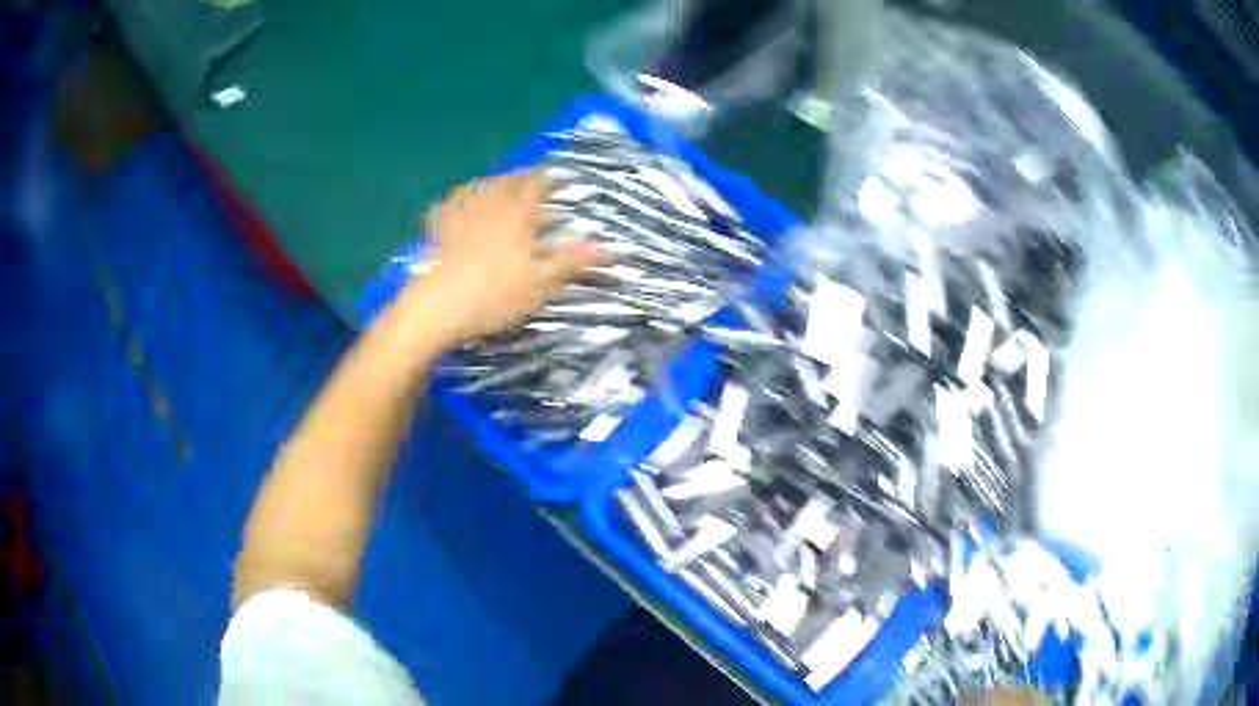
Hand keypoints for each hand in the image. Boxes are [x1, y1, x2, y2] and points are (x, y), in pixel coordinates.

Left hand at [401, 171, 603, 345]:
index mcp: (516, 216)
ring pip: (478, 187)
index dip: (548, 178)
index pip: (535, 186)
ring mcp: (459, 215)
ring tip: (498, 181)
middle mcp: (488, 206)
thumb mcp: (540, 283)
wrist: (438, 306)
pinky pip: (447, 205)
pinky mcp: (436, 230)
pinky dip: (456, 198)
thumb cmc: (493, 295)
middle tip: (531, 175)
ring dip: (491, 181)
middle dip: (521, 176)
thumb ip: (571, 262)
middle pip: (506, 182)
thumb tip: (608, 248)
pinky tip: (455, 202)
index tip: (558, 174)